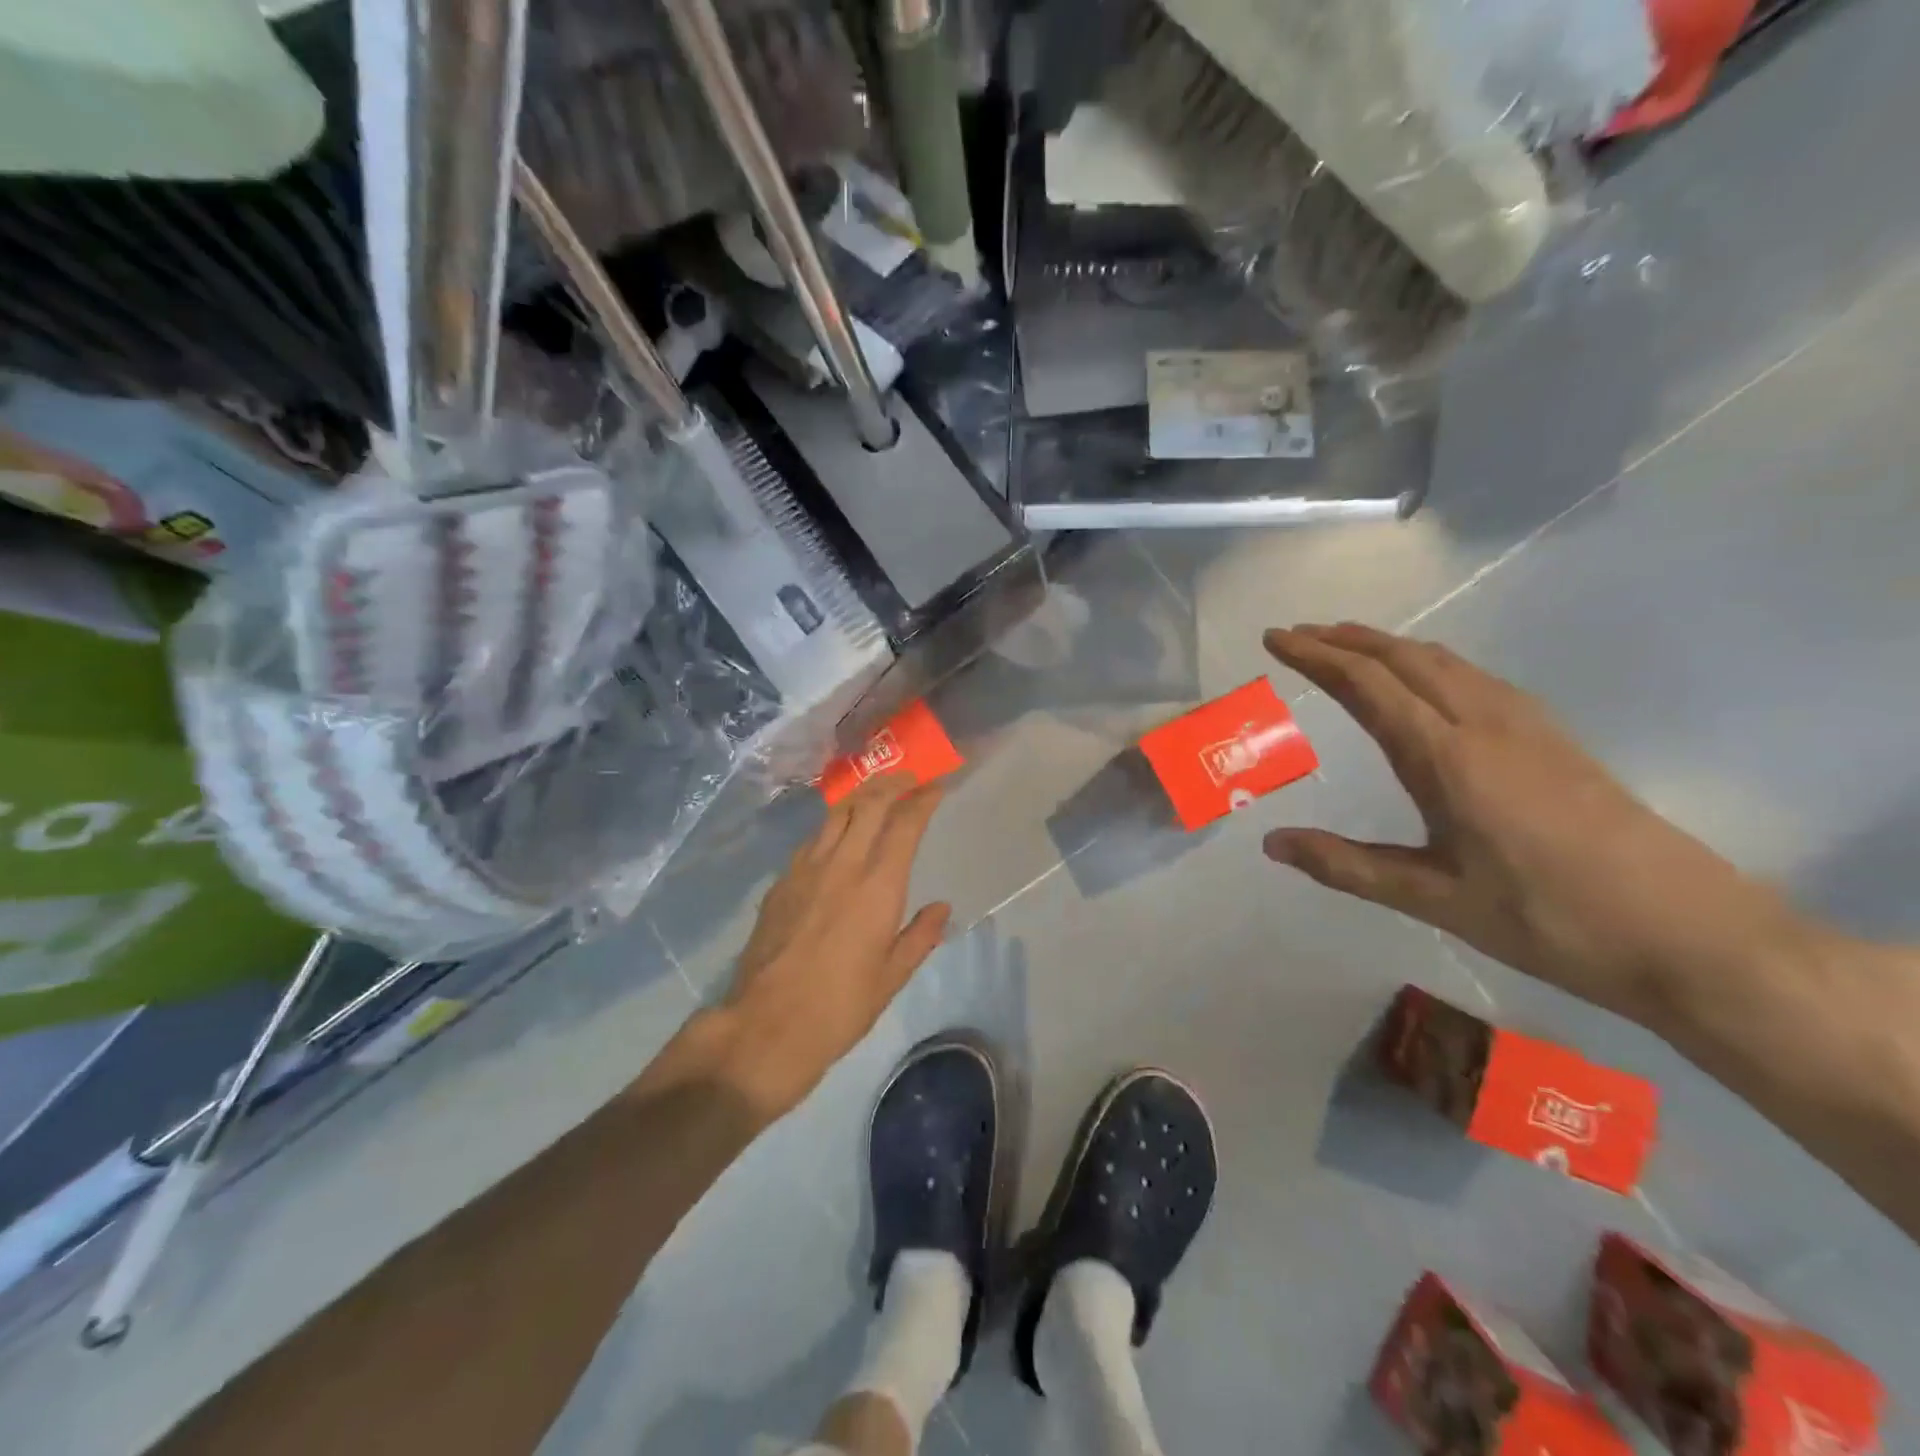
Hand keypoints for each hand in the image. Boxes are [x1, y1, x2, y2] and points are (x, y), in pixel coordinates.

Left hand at [714, 776, 951, 1118]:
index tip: (938, 786)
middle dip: (892, 783)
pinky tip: (836, 839)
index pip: (905, 824)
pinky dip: (832, 827)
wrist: (766, 1026)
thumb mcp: (892, 978)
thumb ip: (920, 936)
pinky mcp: (780, 883)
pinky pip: (812, 840)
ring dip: (860, 798)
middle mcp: (842, 865)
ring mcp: (805, 870)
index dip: (924, 799)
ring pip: (835, 814)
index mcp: (878, 887)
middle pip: (868, 803)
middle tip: (909, 779)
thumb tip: (941, 908)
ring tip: (875, 797)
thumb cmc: (840, 1007)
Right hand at [1260, 623, 1800, 1021]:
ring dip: (1388, 646)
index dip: (1316, 657)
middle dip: (1346, 639)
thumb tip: (1272, 843)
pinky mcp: (1554, 738)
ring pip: (1444, 661)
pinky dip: (1429, 662)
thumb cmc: (1548, 918)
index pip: (1367, 685)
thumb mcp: (1433, 898)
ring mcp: (1527, 726)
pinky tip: (1426, 682)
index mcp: (1448, 757)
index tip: (1275, 639)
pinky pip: (1475, 677)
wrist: (1690, 934)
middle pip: (1405, 658)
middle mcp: (1485, 724)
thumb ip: (1346, 866)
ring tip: (1348, 647)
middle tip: (1298, 635)